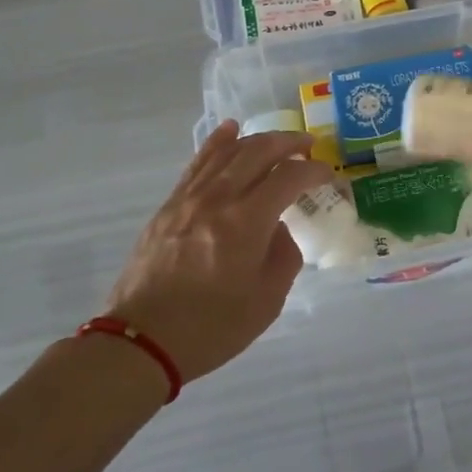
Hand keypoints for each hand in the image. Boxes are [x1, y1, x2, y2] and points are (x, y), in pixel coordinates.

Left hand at [103, 122, 334, 382]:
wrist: (142, 340)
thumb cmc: (212, 327)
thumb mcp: (267, 301)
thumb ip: (284, 256)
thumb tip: (278, 228)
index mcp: (247, 222)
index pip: (289, 177)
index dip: (314, 171)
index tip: (328, 176)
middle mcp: (218, 199)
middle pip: (258, 152)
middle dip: (288, 144)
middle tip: (309, 147)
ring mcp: (189, 198)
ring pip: (227, 152)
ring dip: (257, 140)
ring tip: (278, 140)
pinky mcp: (169, 206)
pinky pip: (198, 163)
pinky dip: (217, 143)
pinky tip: (228, 130)